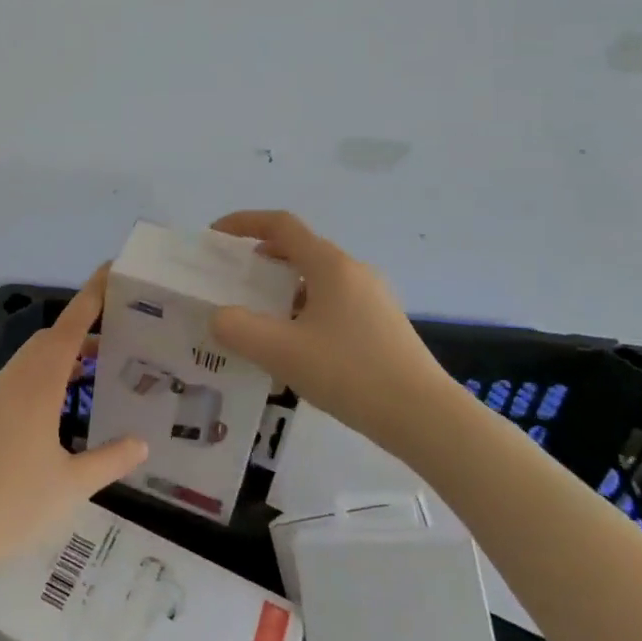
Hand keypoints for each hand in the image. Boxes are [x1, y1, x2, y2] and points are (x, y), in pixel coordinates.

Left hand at [0, 269, 146, 593]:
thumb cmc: (13, 508)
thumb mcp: (72, 487)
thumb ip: (110, 460)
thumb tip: (142, 443)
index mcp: (36, 386)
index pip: (69, 328)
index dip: (90, 297)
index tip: (109, 271)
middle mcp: (10, 381)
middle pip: (48, 341)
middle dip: (80, 333)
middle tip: (115, 341)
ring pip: (29, 362)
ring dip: (59, 359)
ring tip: (92, 375)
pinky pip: (14, 383)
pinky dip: (40, 380)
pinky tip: (53, 414)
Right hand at [210, 210, 446, 438]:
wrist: (426, 418)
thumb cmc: (350, 373)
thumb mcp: (282, 352)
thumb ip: (238, 329)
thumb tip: (219, 317)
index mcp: (330, 265)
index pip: (280, 225)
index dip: (244, 222)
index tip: (215, 236)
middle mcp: (353, 271)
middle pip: (299, 248)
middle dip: (261, 256)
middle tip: (232, 277)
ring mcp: (372, 297)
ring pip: (317, 277)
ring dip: (282, 285)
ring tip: (258, 314)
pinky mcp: (382, 324)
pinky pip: (332, 300)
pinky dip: (304, 307)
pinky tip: (295, 344)